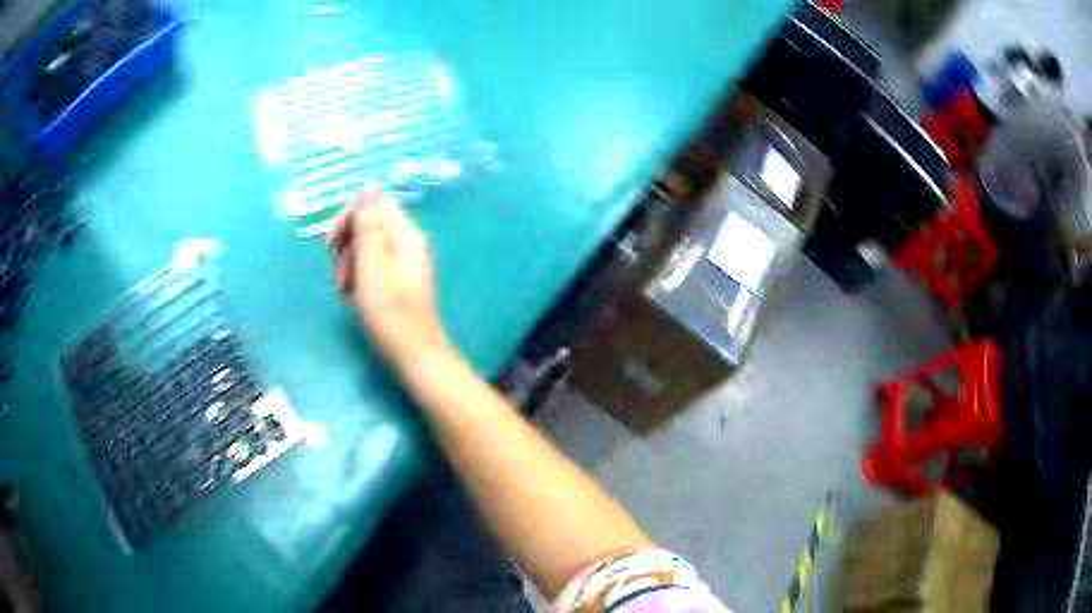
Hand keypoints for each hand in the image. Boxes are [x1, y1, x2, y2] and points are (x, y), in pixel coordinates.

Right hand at [327, 188, 451, 370]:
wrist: (415, 356)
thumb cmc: (391, 314)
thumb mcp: (373, 268)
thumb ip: (369, 226)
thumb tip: (367, 186)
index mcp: (406, 236)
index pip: (374, 205)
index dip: (349, 219)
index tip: (330, 245)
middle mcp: (408, 244)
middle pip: (369, 227)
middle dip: (348, 248)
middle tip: (339, 278)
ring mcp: (405, 264)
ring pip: (367, 250)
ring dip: (350, 268)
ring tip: (346, 294)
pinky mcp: (399, 282)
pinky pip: (373, 269)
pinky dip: (360, 280)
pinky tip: (355, 300)